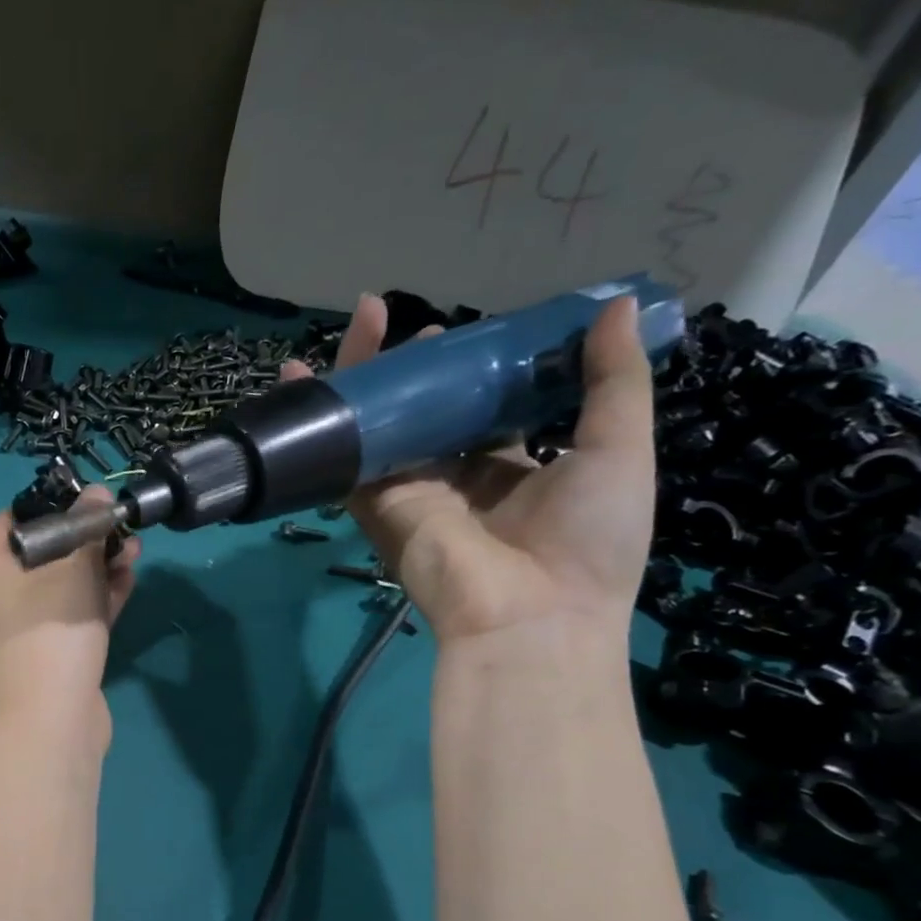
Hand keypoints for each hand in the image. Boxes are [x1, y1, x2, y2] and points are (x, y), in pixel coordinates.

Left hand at [0, 488, 141, 724]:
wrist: (50, 719)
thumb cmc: (51, 629)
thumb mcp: (74, 568)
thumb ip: (87, 527)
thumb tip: (96, 495)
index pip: (10, 519)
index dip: (48, 503)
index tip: (85, 500)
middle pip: (42, 551)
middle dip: (84, 537)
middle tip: (119, 524)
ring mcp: (24, 626)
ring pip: (62, 583)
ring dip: (97, 566)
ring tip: (134, 548)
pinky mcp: (50, 651)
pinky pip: (72, 612)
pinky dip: (97, 596)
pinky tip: (129, 578)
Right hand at [282, 293, 656, 644]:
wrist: (530, 615)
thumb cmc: (586, 539)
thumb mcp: (619, 450)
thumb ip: (613, 381)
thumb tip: (618, 306)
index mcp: (512, 466)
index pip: (485, 407)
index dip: (477, 368)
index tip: (475, 330)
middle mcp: (455, 474)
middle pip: (426, 409)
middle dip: (416, 366)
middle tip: (414, 326)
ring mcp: (410, 486)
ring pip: (382, 422)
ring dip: (365, 375)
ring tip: (365, 317)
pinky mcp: (373, 500)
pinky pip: (345, 451)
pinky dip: (323, 414)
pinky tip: (301, 373)